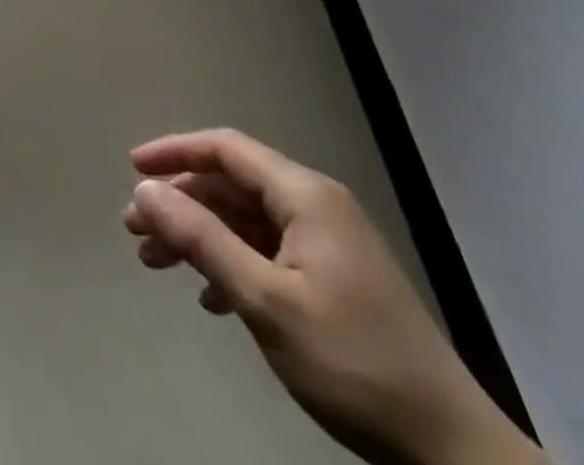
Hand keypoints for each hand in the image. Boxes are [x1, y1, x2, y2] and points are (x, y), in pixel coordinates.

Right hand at [124, 130, 541, 464]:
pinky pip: (265, 250)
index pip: (225, 149)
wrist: (452, 452)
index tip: (131, 169)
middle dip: (179, 203)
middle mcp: (316, 206)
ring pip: (244, 219)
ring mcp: (328, 243)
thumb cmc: (352, 362)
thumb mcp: (266, 300)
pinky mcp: (334, 279)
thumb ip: (201, 239)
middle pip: (230, 184)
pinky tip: (210, 297)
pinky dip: (229, 262)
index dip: (174, 152)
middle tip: (136, 230)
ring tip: (156, 262)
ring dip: (198, 235)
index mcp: (305, 196)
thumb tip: (144, 189)